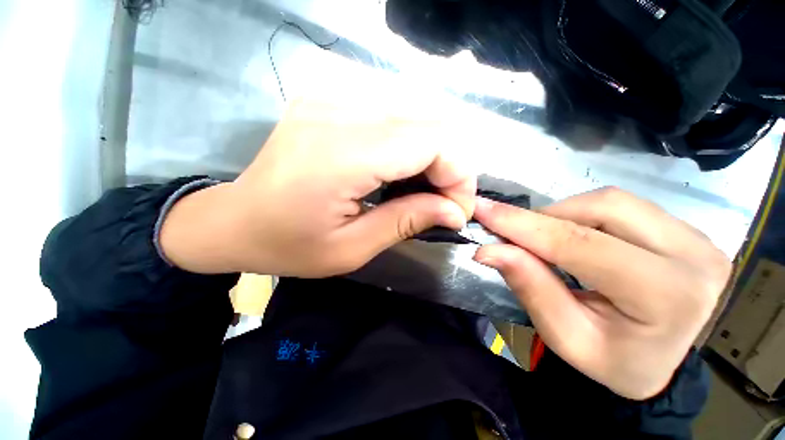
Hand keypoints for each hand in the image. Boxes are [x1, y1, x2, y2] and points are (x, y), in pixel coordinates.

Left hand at [160, 98, 475, 276]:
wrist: (234, 220)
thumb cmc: (288, 244)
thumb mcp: (351, 249)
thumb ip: (406, 222)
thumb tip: (454, 212)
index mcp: (341, 154)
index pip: (432, 142)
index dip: (458, 175)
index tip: (456, 210)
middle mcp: (339, 111)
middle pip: (430, 124)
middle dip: (450, 166)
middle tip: (443, 203)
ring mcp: (332, 99)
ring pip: (416, 117)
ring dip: (432, 155)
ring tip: (423, 190)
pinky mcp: (330, 101)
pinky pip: (393, 116)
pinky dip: (410, 145)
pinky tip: (400, 172)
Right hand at [473, 187, 730, 399]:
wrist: (665, 361)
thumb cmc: (616, 360)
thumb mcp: (566, 337)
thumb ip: (530, 288)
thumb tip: (489, 250)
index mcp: (668, 296)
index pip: (580, 244)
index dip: (523, 224)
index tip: (483, 210)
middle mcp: (693, 255)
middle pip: (601, 208)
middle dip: (543, 217)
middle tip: (511, 232)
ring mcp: (696, 236)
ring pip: (610, 201)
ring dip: (562, 214)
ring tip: (541, 237)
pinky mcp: (687, 228)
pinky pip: (622, 205)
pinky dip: (582, 214)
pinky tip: (571, 234)